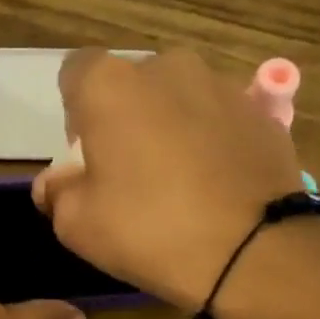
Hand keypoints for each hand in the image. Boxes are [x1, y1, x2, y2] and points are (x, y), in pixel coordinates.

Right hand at [33, 48, 309, 309]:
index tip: (85, 156)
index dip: (75, 113)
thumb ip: (56, 193)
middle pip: (133, 85)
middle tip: (131, 175)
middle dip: (126, 119)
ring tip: (180, 185)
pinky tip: (215, 189)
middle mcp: (167, 67)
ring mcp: (222, 86)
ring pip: (180, 100)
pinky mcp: (262, 113)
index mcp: (111, 85)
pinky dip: (212, 145)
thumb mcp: (77, 226)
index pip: (75, 73)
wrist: (251, 251)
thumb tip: (56, 182)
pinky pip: (220, 122)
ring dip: (171, 129)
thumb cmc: (148, 231)